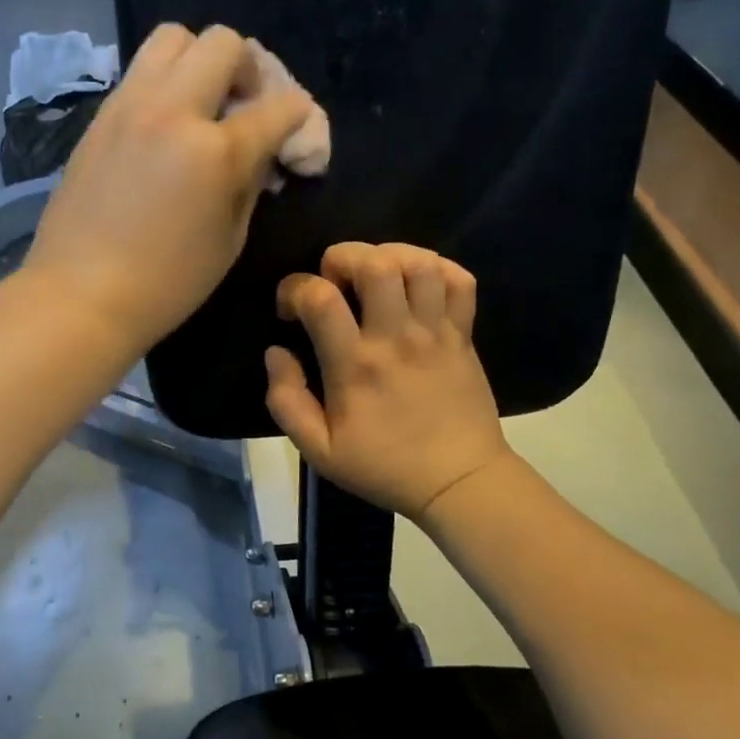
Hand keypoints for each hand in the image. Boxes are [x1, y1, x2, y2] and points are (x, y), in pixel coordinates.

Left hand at [24, 24, 313, 354]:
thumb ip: (251, 184)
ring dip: (200, 60)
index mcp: (215, 150)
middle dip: (250, 69)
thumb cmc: (166, 284)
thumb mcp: (230, 240)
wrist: (80, 294)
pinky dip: (165, 81)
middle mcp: (173, 110)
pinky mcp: (101, 116)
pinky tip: (166, 124)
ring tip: (203, 103)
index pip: (279, 106)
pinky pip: (140, 71)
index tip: (296, 138)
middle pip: (224, 43)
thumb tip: (261, 154)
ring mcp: (130, 106)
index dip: (300, 119)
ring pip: (173, 37)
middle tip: (246, 107)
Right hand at [266, 243, 512, 519]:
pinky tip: (417, 283)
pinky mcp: (464, 335)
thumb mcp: (319, 450)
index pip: (319, 297)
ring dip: (389, 255)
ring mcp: (436, 333)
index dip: (294, 288)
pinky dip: (438, 268)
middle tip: (334, 279)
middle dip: (343, 256)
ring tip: (375, 275)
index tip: (290, 308)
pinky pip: (460, 281)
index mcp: (355, 365)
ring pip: (420, 264)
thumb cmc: (384, 467)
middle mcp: (396, 338)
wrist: (459, 482)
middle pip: (375, 264)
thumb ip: (287, 401)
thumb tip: (276, 352)